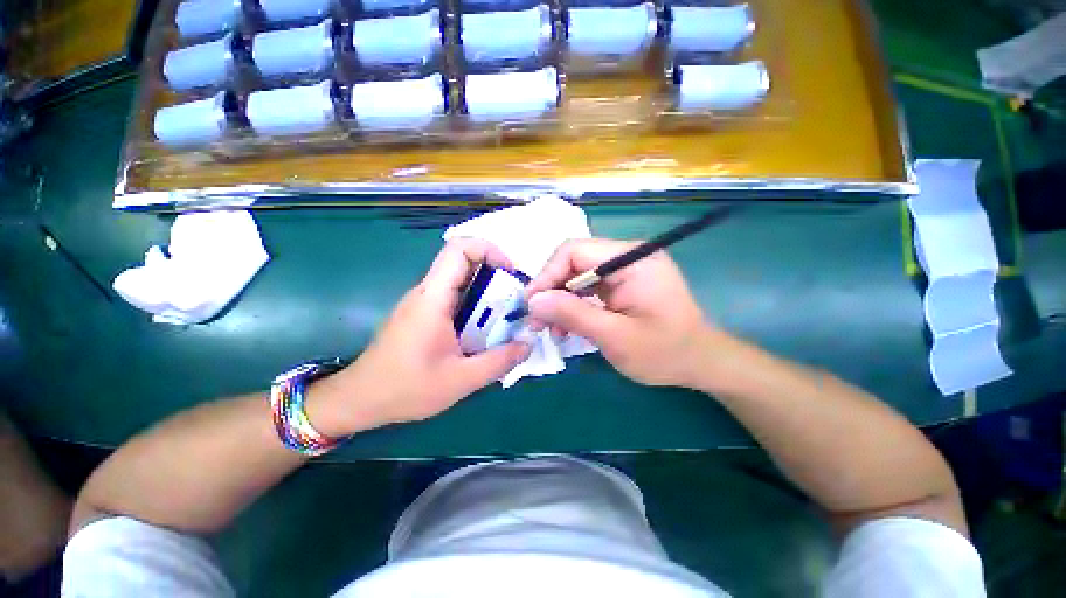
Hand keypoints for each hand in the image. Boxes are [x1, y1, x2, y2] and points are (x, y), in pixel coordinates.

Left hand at [309, 239, 530, 434]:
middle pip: (464, 264)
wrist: (359, 400)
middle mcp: (427, 293)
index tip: (511, 275)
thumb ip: (499, 361)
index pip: (459, 249)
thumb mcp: (461, 380)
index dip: (490, 251)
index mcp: (433, 299)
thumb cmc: (405, 389)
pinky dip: (475, 309)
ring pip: (461, 283)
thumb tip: (528, 344)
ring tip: (505, 321)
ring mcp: (423, 303)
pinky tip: (483, 334)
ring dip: (487, 296)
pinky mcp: (423, 315)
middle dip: (496, 277)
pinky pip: (454, 299)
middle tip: (515, 303)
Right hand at [525, 238, 721, 387]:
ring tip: (550, 328)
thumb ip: (573, 315)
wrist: (701, 362)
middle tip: (537, 321)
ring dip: (560, 300)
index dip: (547, 275)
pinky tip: (566, 325)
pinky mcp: (622, 283)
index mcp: (631, 260)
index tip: (530, 304)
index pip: (575, 251)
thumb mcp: (615, 337)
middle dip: (551, 290)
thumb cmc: (665, 352)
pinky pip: (588, 287)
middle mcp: (627, 256)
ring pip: (577, 275)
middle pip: (574, 261)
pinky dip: (573, 305)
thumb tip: (533, 300)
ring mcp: (625, 269)